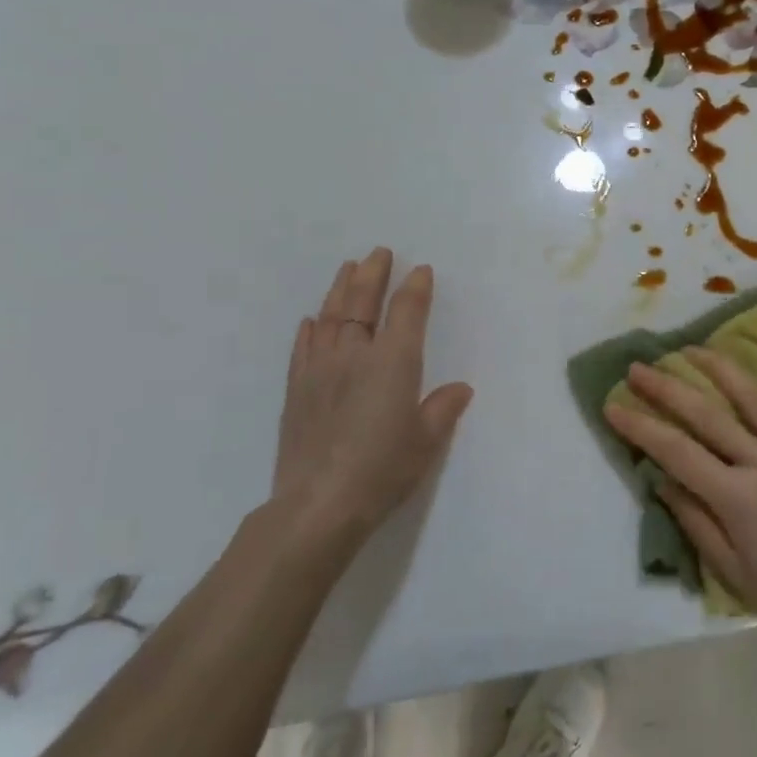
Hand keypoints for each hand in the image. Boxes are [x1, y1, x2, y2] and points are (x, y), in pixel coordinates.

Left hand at [271, 248, 473, 547]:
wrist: (319, 504)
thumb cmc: (383, 471)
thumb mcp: (426, 443)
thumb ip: (443, 410)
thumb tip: (460, 388)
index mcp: (394, 362)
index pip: (407, 311)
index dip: (415, 287)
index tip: (421, 270)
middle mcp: (356, 354)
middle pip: (363, 301)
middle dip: (373, 273)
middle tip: (379, 253)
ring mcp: (321, 369)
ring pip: (330, 316)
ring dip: (340, 288)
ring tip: (348, 268)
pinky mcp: (296, 389)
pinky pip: (303, 347)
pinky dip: (310, 328)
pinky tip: (311, 320)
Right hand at [604, 347, 756, 642]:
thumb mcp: (731, 571)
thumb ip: (695, 522)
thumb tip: (660, 480)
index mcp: (737, 498)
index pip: (677, 452)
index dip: (641, 427)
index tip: (613, 405)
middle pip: (707, 416)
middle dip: (667, 388)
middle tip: (638, 367)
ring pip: (753, 399)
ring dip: (719, 368)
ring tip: (691, 347)